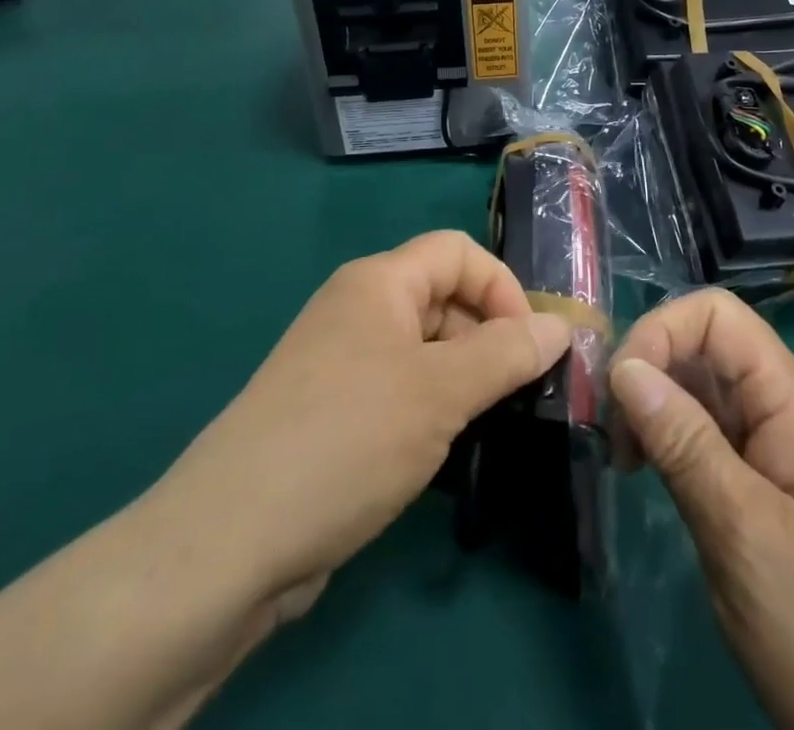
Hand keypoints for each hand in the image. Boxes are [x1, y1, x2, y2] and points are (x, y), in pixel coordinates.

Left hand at [0, 233, 569, 729]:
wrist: (231, 541)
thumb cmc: (348, 440)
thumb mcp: (441, 392)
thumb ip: (507, 354)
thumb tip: (562, 326)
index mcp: (379, 282)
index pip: (459, 252)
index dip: (502, 288)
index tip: (530, 347)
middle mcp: (359, 310)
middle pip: (445, 299)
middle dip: (488, 340)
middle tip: (518, 398)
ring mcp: (344, 363)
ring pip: (426, 351)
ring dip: (464, 382)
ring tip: (487, 429)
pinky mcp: (335, 413)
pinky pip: (402, 391)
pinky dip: (433, 411)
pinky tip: (447, 454)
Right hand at [609, 290, 793, 729]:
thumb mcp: (743, 532)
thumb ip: (683, 442)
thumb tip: (624, 367)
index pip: (717, 316)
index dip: (660, 333)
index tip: (620, 393)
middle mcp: (789, 404)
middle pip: (706, 347)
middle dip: (651, 373)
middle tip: (615, 440)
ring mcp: (781, 442)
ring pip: (704, 389)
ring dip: (657, 409)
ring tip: (628, 462)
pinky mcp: (769, 478)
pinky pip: (712, 430)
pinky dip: (673, 440)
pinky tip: (653, 474)